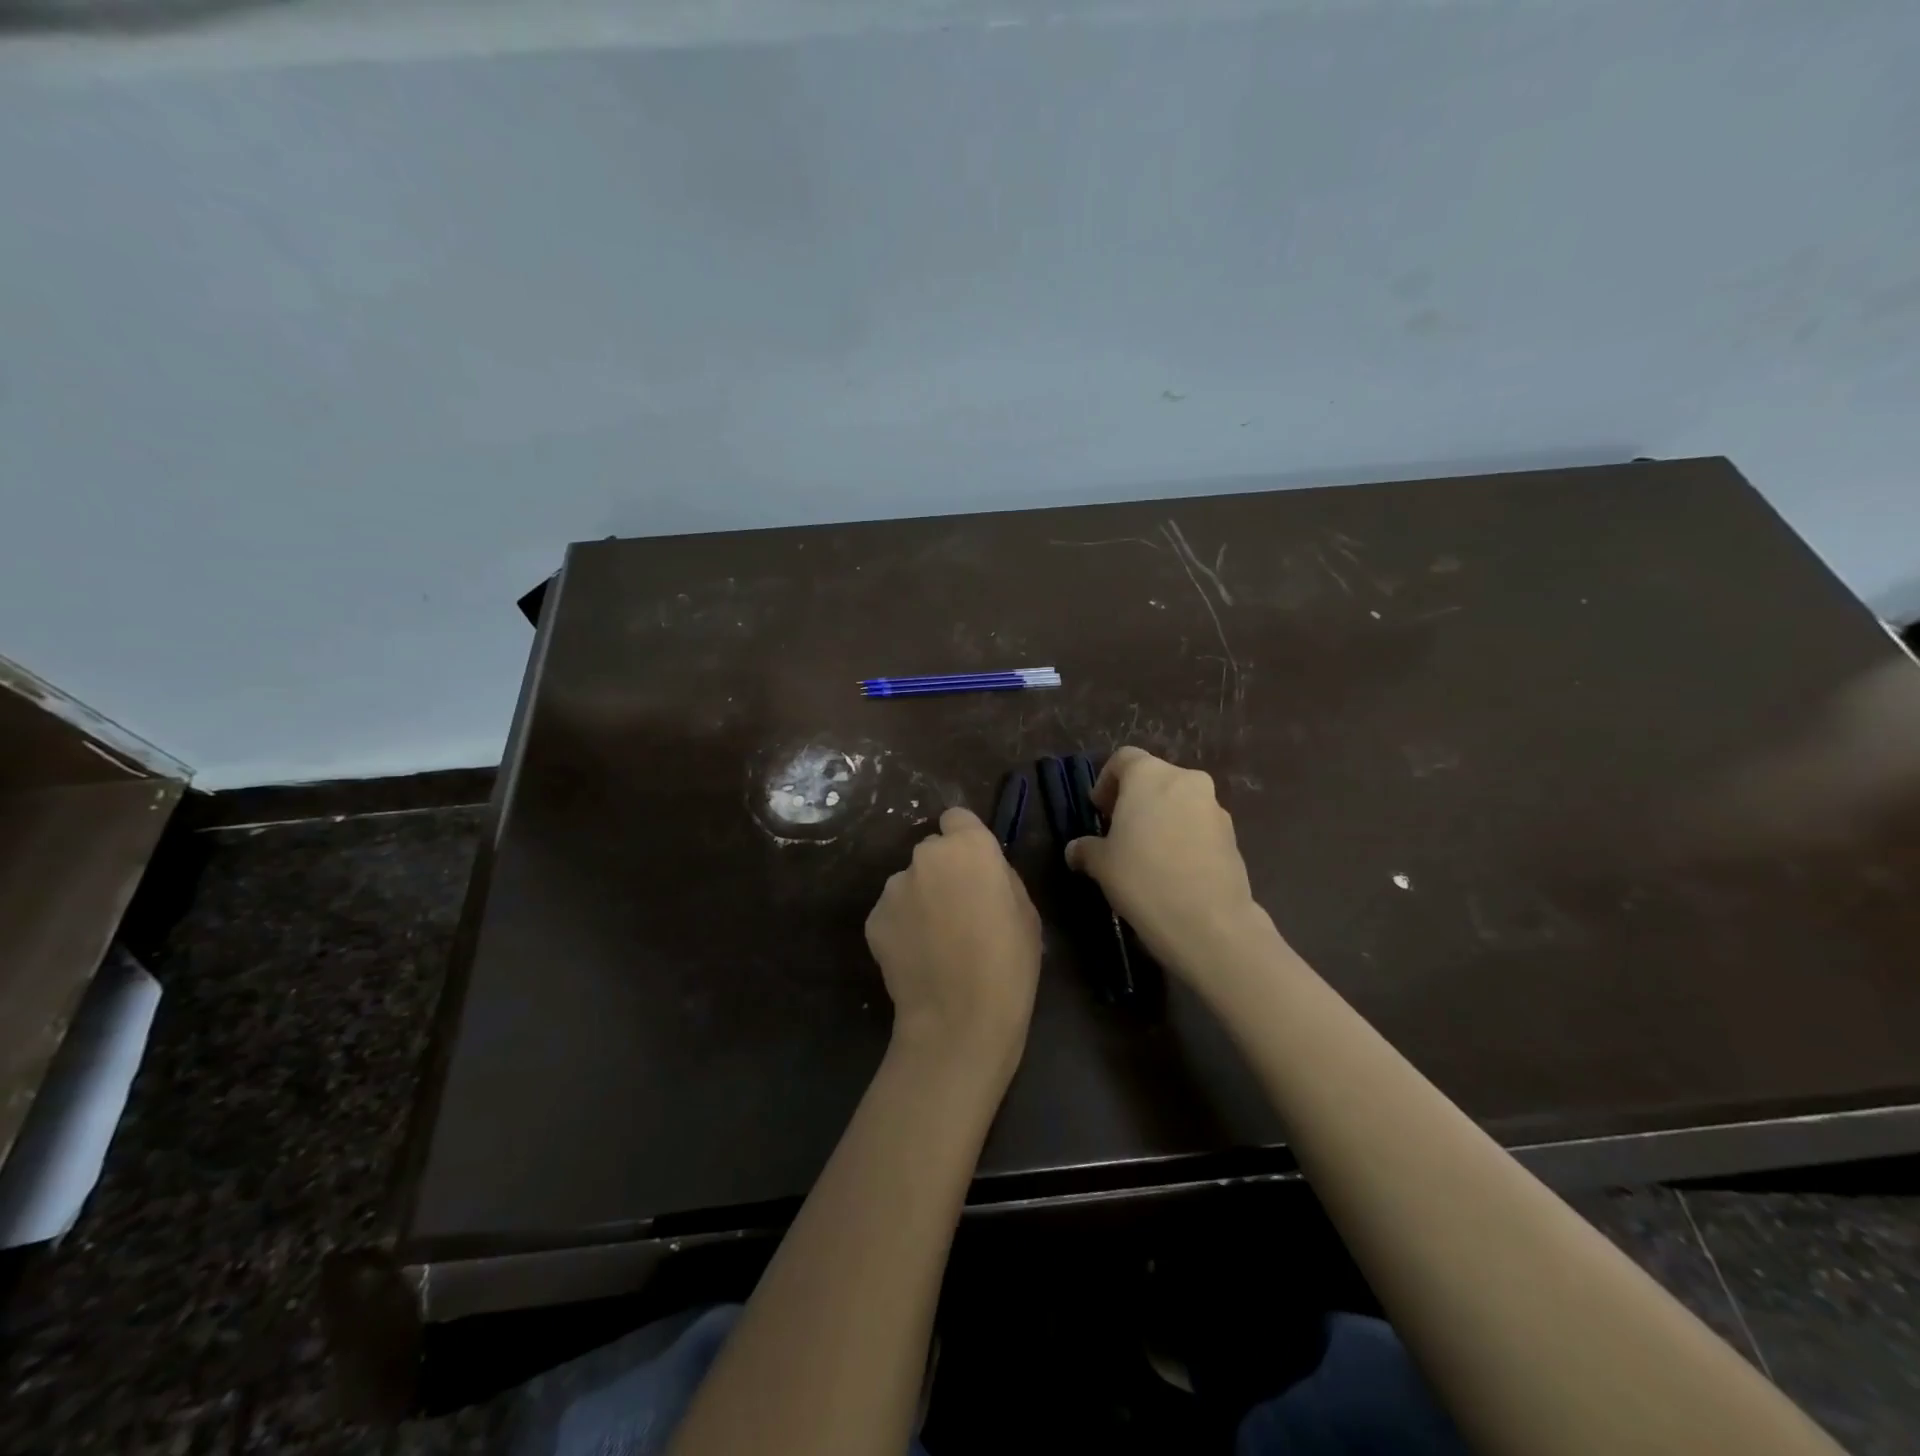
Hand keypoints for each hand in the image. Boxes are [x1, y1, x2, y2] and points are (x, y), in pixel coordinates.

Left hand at [866, 808, 1041, 1089]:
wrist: (959, 1019)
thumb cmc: (1008, 964)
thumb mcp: (1026, 912)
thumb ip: (1000, 877)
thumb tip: (982, 873)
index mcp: (969, 847)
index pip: (957, 818)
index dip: (966, 840)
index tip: (975, 869)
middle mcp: (926, 856)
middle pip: (932, 852)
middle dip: (943, 872)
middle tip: (959, 910)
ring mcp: (894, 886)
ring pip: (910, 882)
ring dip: (920, 899)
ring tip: (936, 941)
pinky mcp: (873, 918)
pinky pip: (892, 912)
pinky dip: (902, 926)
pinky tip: (917, 957)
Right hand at [1065, 748, 1267, 987]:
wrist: (1208, 921)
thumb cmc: (1142, 878)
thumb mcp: (1101, 864)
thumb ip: (1086, 849)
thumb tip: (1075, 850)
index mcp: (1149, 775)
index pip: (1123, 760)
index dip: (1106, 782)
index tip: (1099, 811)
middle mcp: (1185, 780)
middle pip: (1155, 779)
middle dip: (1135, 800)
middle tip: (1120, 832)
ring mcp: (1214, 807)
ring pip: (1180, 802)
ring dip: (1162, 818)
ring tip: (1147, 854)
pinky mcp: (1232, 835)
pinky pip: (1199, 826)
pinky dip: (1184, 837)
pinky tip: (1172, 870)